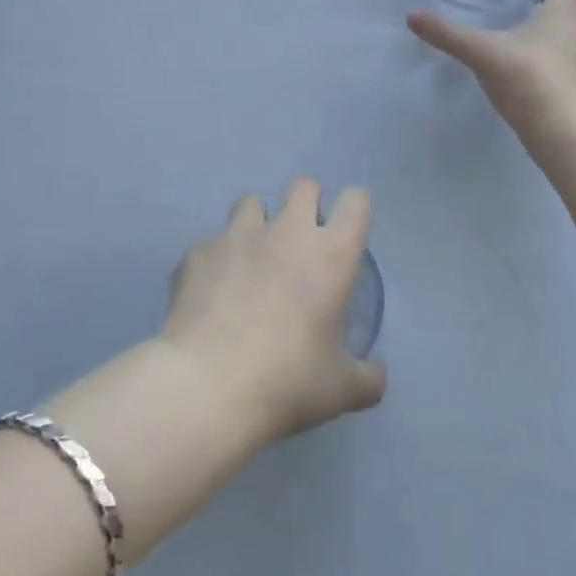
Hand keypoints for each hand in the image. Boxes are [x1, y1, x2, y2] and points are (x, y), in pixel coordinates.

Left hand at [160, 180, 386, 445]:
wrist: (206, 387)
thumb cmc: (287, 382)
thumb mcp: (342, 390)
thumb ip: (368, 377)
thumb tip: (377, 373)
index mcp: (331, 254)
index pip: (356, 201)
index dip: (355, 211)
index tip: (347, 235)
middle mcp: (287, 231)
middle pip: (303, 186)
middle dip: (306, 205)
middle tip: (301, 245)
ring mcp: (237, 236)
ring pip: (250, 201)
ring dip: (257, 223)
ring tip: (252, 259)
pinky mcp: (198, 252)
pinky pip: (211, 243)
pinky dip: (215, 260)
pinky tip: (211, 292)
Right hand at [407, 0, 575, 130]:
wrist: (565, 133)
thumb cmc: (531, 79)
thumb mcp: (484, 52)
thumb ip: (448, 34)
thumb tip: (412, 16)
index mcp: (565, 7)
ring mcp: (574, 51)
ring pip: (559, 13)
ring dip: (538, 1)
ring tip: (506, 2)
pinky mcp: (567, 74)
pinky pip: (554, 38)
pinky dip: (535, 27)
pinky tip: (510, 40)